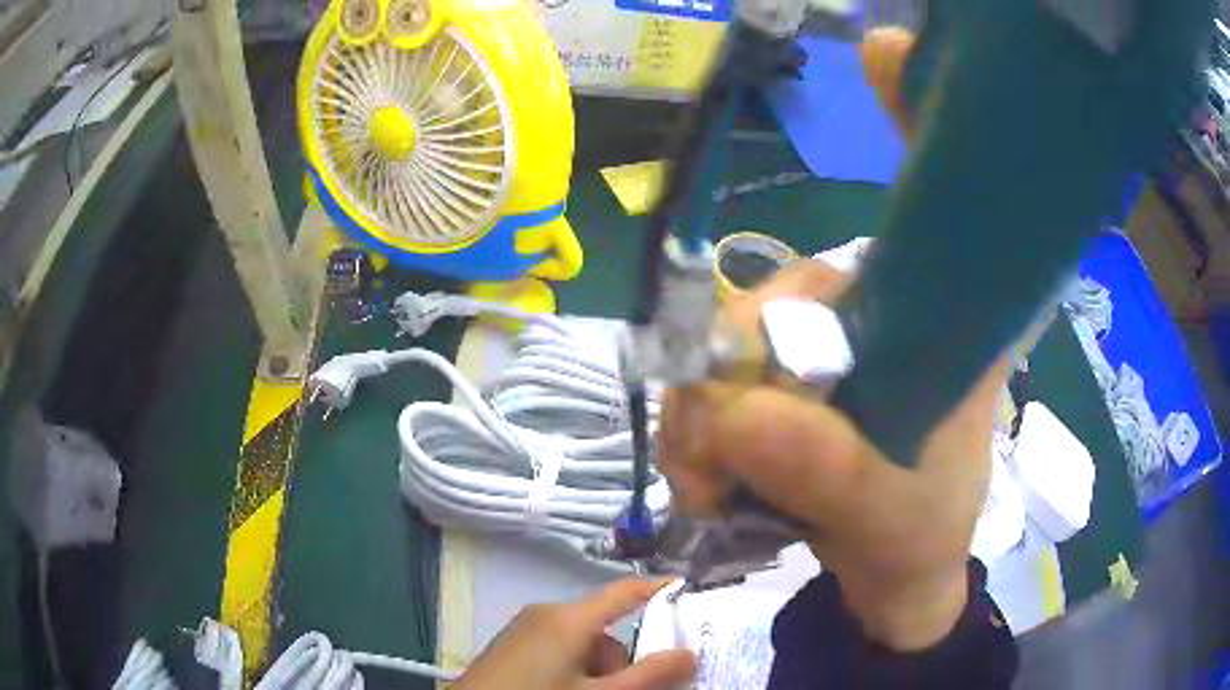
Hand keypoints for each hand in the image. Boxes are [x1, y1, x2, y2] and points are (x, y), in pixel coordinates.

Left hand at [455, 578, 696, 689]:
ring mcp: (525, 630)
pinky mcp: (512, 646)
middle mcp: (546, 614)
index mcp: (568, 618)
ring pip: (582, 643)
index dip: (661, 588)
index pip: (626, 591)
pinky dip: (575, 670)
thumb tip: (690, 653)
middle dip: (626, 660)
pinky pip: (558, 649)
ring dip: (600, 671)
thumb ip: (648, 676)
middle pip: (604, 628)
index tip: (692, 591)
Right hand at [657, 28, 1008, 652]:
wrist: (891, 580)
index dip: (910, 117)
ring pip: (730, 340)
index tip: (880, 52)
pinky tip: (705, 478)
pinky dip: (697, 430)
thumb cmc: (917, 539)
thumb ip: (826, 468)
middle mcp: (878, 310)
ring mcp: (825, 345)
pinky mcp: (783, 383)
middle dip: (732, 369)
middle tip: (715, 465)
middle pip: (781, 289)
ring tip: (708, 489)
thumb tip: (732, 407)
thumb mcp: (888, 515)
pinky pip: (714, 382)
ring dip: (703, 417)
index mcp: (939, 319)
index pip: (932, 207)